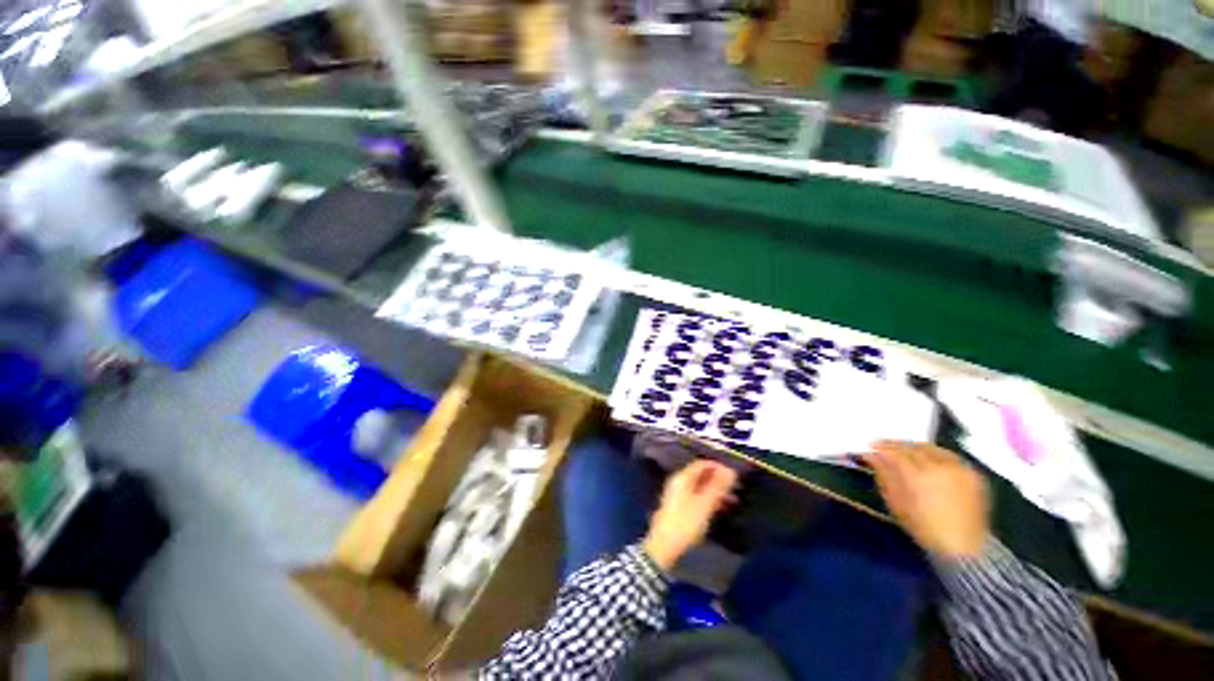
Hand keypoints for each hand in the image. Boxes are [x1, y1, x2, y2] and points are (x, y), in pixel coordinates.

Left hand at [643, 460, 738, 571]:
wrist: (664, 547)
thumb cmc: (685, 523)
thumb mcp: (705, 505)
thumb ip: (718, 487)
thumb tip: (731, 470)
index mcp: (682, 478)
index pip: (702, 464)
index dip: (719, 466)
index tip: (735, 475)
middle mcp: (678, 482)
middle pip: (700, 474)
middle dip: (719, 479)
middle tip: (736, 488)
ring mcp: (677, 494)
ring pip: (699, 486)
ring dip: (716, 491)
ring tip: (733, 500)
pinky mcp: (678, 507)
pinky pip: (697, 496)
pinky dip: (709, 499)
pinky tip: (720, 509)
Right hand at [864, 441, 990, 561]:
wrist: (963, 547)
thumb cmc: (923, 528)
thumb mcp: (895, 502)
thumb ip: (883, 475)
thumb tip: (872, 456)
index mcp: (918, 474)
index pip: (895, 452)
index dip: (881, 447)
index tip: (870, 447)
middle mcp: (940, 466)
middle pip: (913, 447)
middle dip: (897, 445)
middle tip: (885, 446)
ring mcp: (959, 469)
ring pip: (932, 449)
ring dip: (916, 447)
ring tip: (906, 451)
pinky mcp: (973, 474)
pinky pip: (950, 456)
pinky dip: (936, 454)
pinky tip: (929, 459)